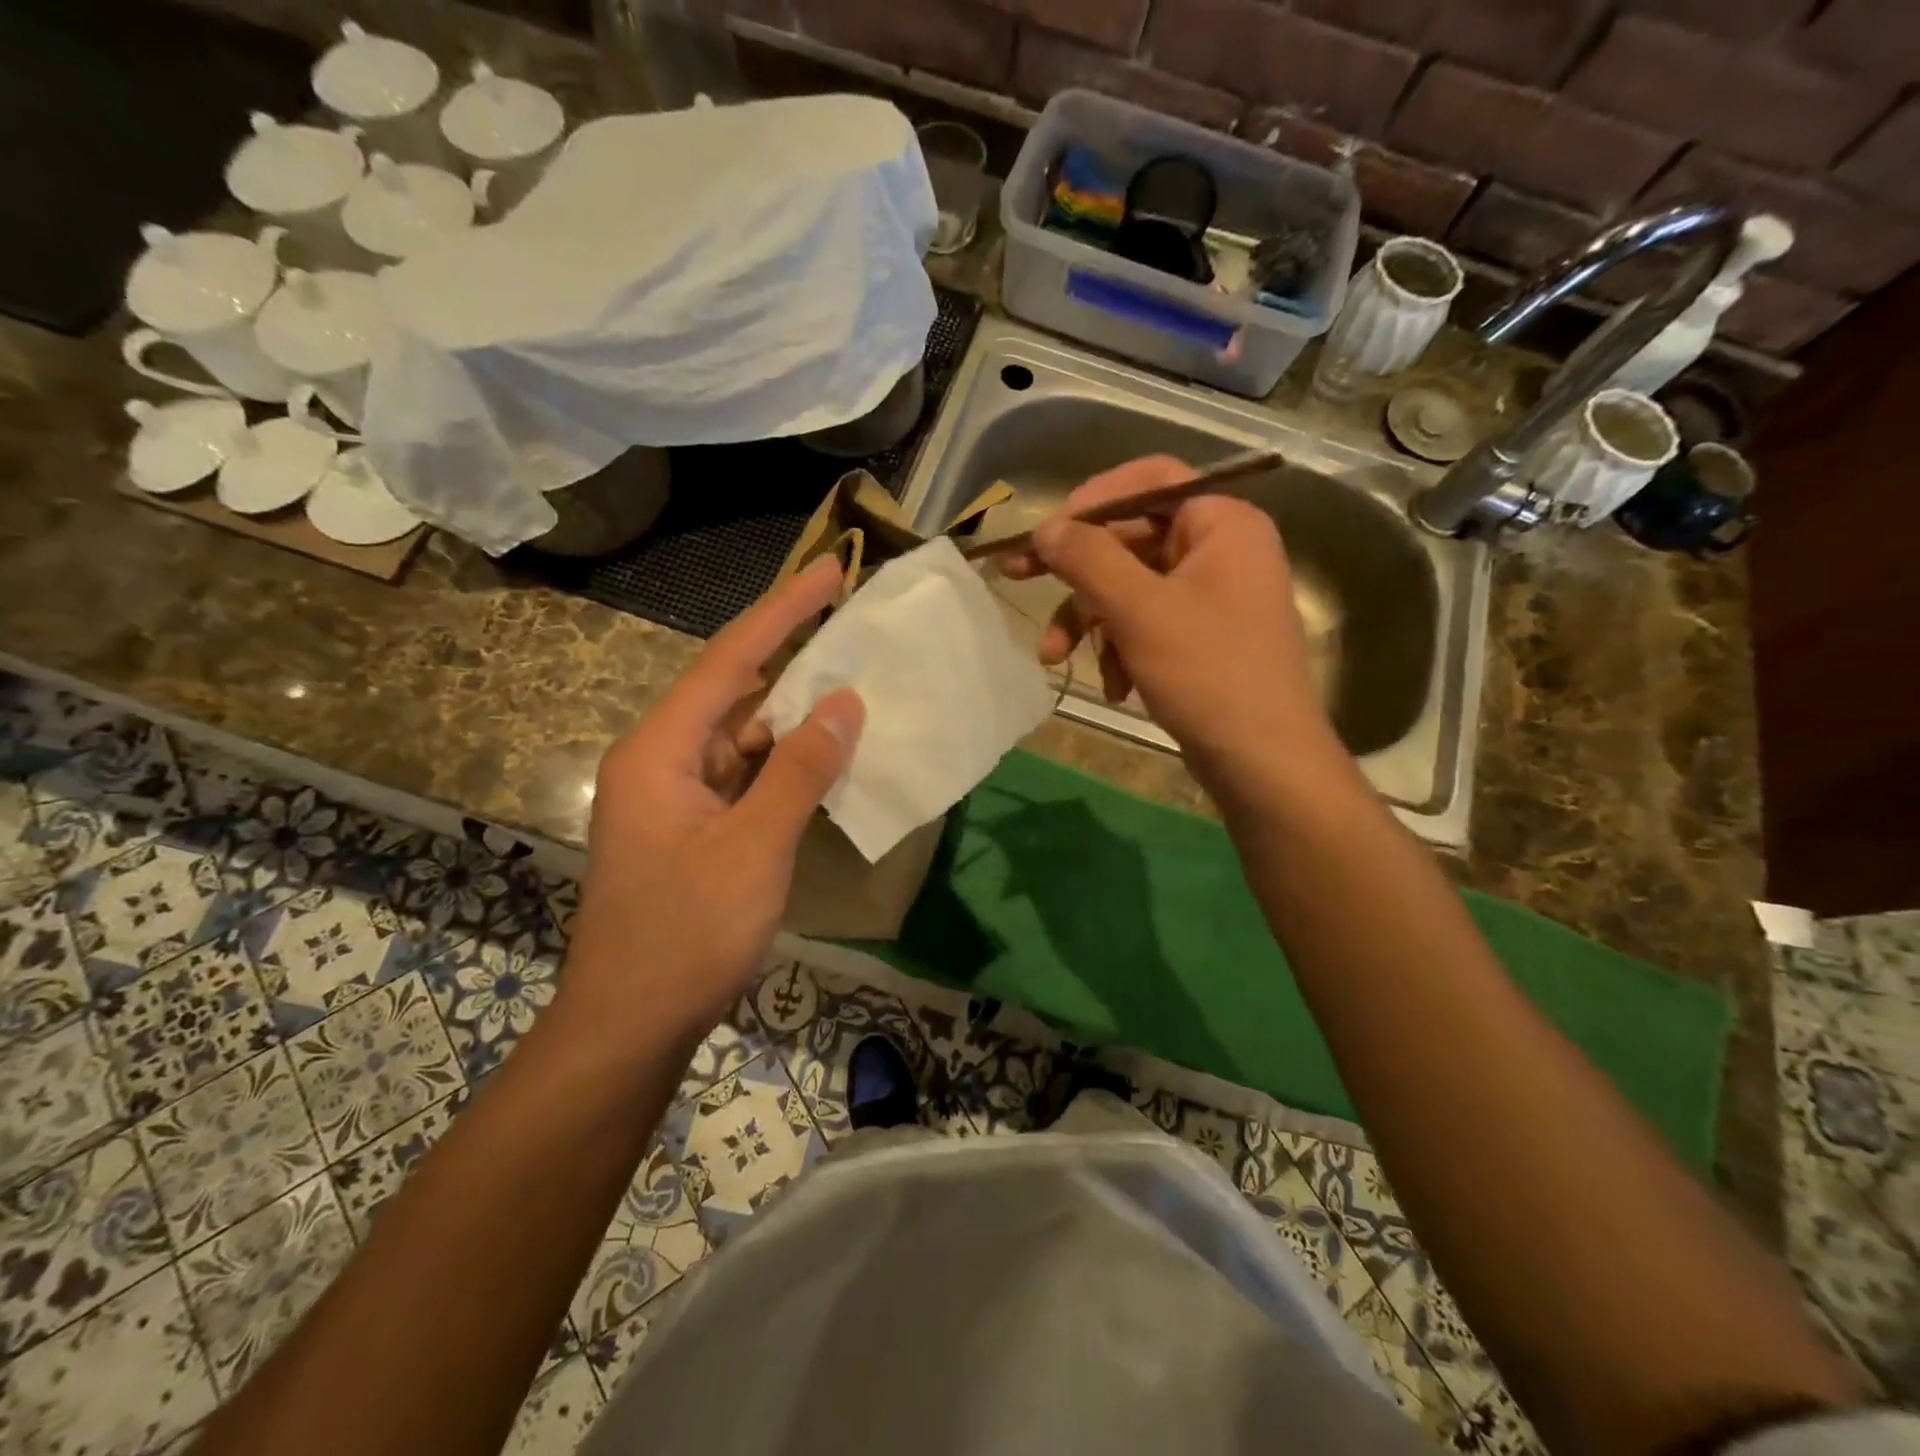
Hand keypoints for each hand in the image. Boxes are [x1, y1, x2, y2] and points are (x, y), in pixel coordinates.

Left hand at [562, 556, 863, 1044]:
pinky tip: (829, 756)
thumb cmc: (686, 934)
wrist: (631, 1026)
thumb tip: (844, 702)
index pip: (731, 660)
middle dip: (795, 658)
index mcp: (661, 750)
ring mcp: (679, 797)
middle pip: (736, 692)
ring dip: (796, 716)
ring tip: (856, 683)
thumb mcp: (754, 847)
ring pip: (746, 738)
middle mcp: (664, 760)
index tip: (829, 571)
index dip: (783, 611)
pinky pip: (748, 777)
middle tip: (853, 624)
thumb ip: (799, 769)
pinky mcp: (697, 829)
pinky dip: (788, 764)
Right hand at [1003, 454, 1350, 801]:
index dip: (1090, 501)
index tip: (1046, 532)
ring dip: (1091, 621)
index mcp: (1222, 524)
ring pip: (1131, 588)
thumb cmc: (1207, 673)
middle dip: (1077, 576)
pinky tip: (1116, 688)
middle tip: (1018, 578)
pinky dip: (1121, 649)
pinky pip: (1147, 623)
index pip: (1149, 481)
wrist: (1263, 762)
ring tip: (1056, 659)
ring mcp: (1212, 596)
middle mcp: (1221, 550)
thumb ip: (1087, 558)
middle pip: (1131, 539)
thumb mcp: (1138, 610)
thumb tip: (1045, 528)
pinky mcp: (1201, 637)